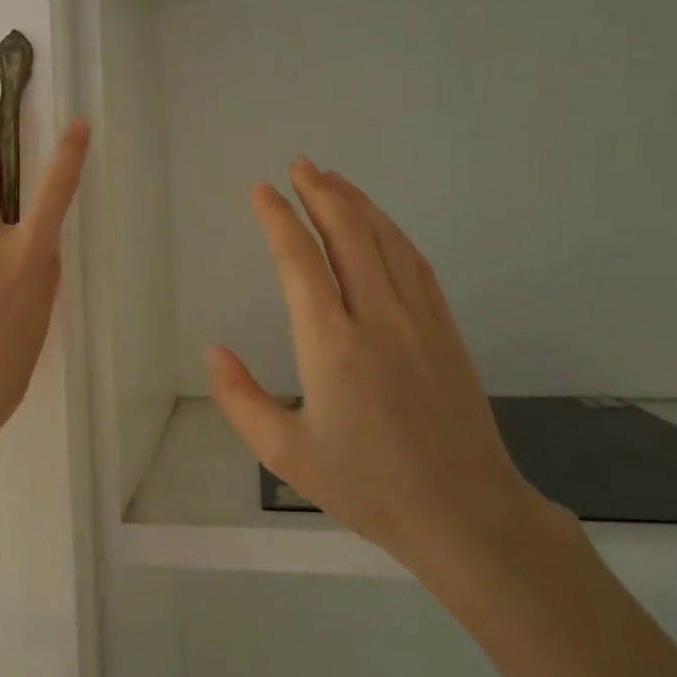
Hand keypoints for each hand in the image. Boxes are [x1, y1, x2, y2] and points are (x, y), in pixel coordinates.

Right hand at [205, 159, 557, 590]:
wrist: (464, 511)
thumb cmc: (366, 486)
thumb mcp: (285, 454)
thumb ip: (240, 399)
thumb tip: (213, 349)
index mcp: (332, 344)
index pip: (300, 261)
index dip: (277, 219)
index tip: (261, 190)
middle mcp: (376, 317)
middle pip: (347, 234)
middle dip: (320, 194)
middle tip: (299, 166)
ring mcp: (418, 319)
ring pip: (385, 241)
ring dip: (357, 204)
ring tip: (332, 179)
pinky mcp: (445, 329)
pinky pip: (415, 263)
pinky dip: (392, 232)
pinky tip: (380, 225)